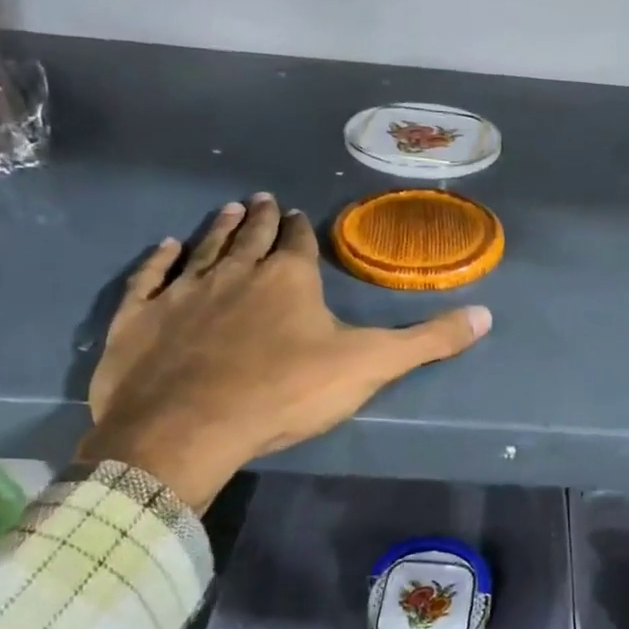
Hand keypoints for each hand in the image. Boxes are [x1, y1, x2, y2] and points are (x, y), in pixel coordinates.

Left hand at [78, 194, 490, 511]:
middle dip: (264, 219)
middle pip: (253, 237)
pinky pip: (151, 278)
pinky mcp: (141, 318)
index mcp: (289, 279)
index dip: (305, 230)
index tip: (303, 215)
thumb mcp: (370, 366)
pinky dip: (158, 260)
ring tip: (230, 210)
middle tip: (264, 199)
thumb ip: (428, 341)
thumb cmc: (285, 392)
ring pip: (205, 248)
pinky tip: (164, 247)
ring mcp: (183, 292)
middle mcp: (236, 272)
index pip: (301, 244)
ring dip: (219, 229)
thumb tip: (486, 315)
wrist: (188, 428)